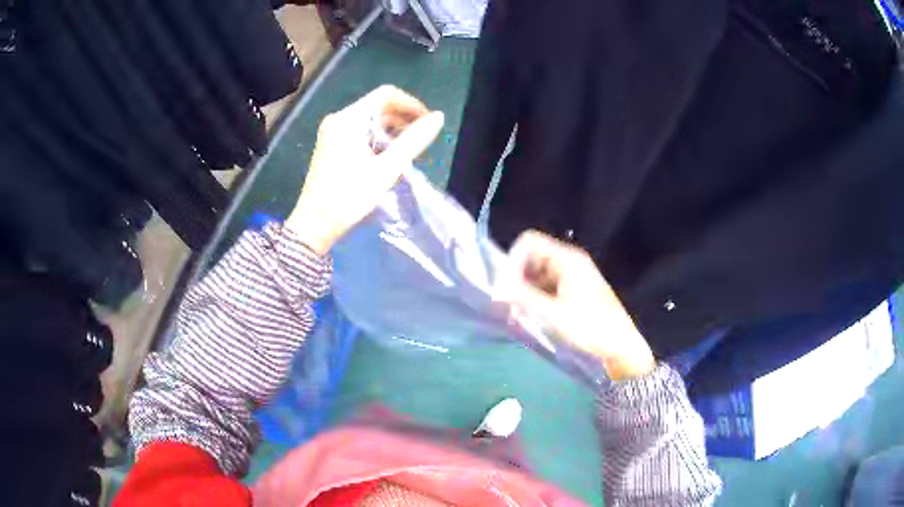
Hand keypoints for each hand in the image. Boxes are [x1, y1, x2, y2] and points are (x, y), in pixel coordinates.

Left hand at [286, 85, 444, 254]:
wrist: (314, 225)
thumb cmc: (349, 197)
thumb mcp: (386, 169)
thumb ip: (414, 140)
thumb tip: (439, 117)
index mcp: (349, 119)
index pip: (386, 94)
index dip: (411, 104)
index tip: (428, 123)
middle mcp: (339, 119)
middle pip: (378, 106)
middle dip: (403, 119)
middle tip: (422, 141)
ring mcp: (333, 132)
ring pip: (370, 120)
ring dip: (392, 130)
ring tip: (409, 152)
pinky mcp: (331, 145)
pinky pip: (360, 132)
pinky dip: (378, 139)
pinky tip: (389, 157)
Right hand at [502, 231, 655, 380]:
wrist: (621, 349)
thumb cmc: (591, 329)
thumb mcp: (553, 315)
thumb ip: (523, 298)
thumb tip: (497, 289)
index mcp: (568, 259)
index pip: (529, 242)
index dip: (512, 260)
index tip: (504, 287)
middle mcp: (570, 262)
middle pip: (532, 257)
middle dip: (517, 277)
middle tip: (508, 302)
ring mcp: (573, 277)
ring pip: (538, 273)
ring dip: (525, 289)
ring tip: (519, 312)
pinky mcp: (574, 292)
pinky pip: (547, 286)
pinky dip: (535, 297)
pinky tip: (532, 316)